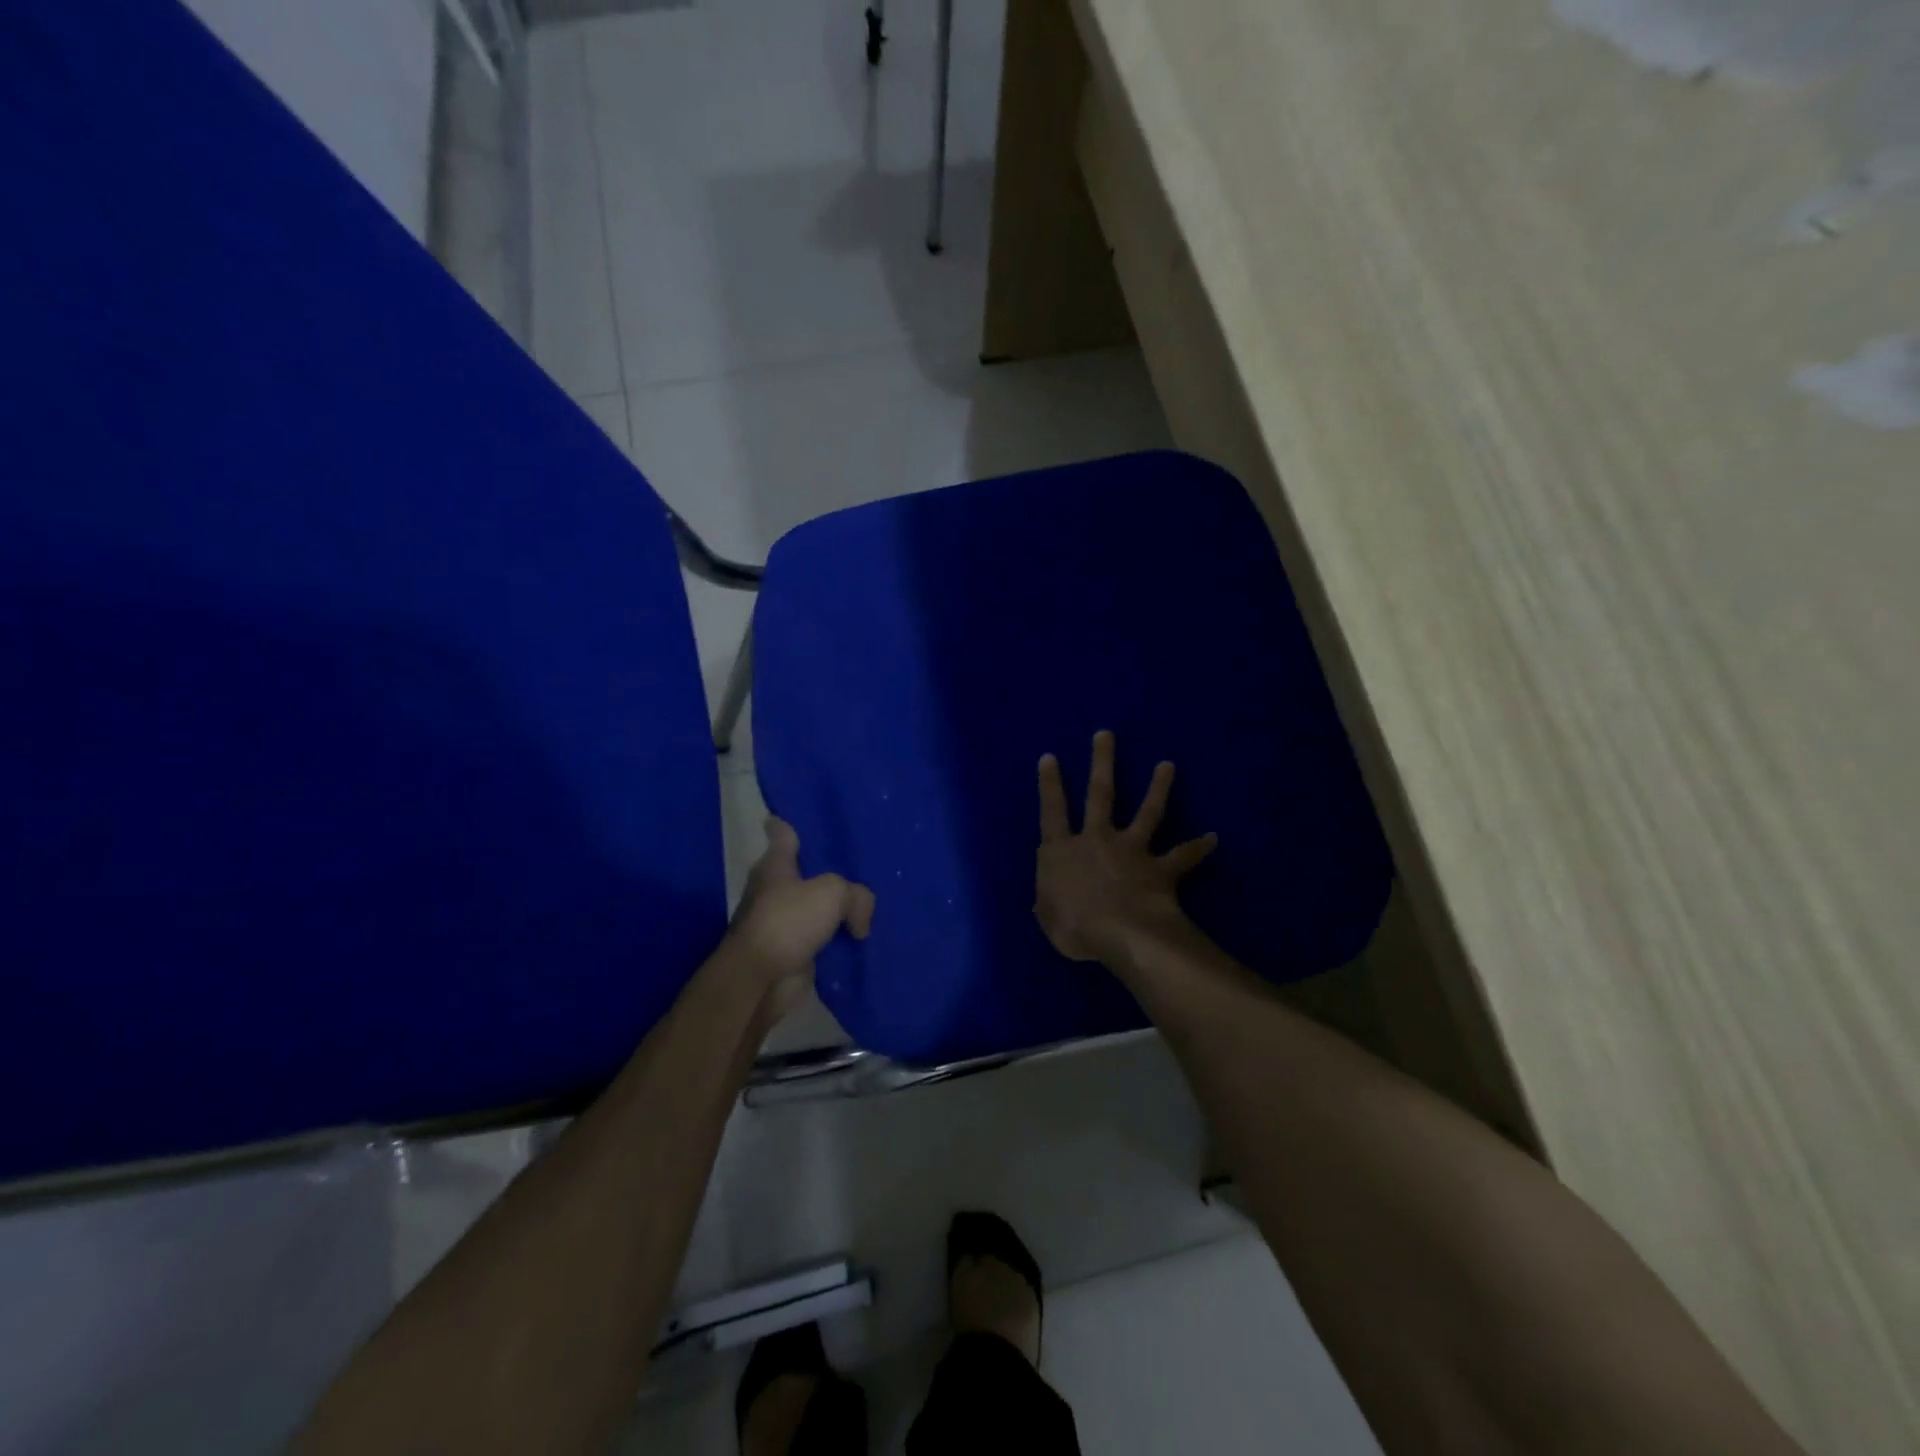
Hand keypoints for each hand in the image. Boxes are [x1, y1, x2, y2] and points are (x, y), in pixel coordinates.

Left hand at [727, 818, 874, 1015]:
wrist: (760, 980)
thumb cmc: (788, 922)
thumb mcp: (832, 893)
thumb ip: (856, 895)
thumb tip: (859, 923)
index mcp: (776, 864)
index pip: (783, 832)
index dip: (793, 821)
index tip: (806, 814)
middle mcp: (775, 889)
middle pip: (805, 871)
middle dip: (828, 869)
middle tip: (861, 862)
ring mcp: (783, 922)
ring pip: (817, 907)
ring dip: (837, 909)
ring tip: (872, 902)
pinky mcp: (793, 952)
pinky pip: (823, 939)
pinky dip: (839, 939)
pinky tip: (864, 936)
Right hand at [1035, 731, 1217, 962]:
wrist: (1122, 933)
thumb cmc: (1075, 926)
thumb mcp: (1048, 919)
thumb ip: (1046, 904)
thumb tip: (1043, 901)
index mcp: (1063, 852)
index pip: (1052, 811)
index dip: (1049, 784)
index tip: (1050, 757)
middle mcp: (1097, 840)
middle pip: (1100, 794)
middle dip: (1102, 762)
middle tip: (1107, 735)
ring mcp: (1131, 850)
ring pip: (1147, 812)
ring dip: (1159, 788)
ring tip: (1168, 765)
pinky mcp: (1160, 868)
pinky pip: (1183, 856)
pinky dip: (1199, 847)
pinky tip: (1213, 838)